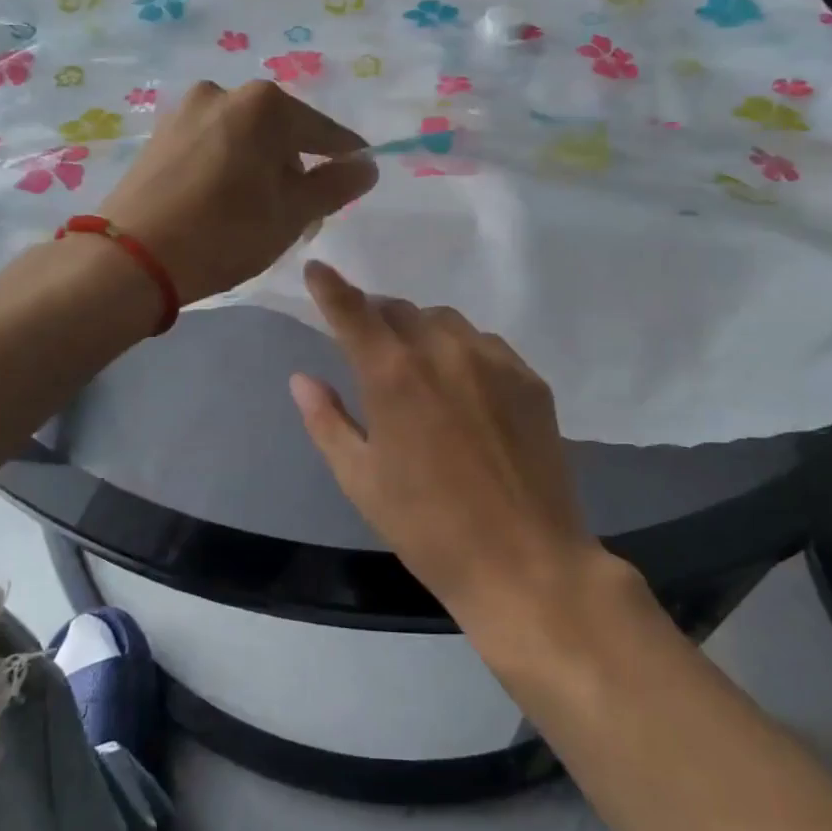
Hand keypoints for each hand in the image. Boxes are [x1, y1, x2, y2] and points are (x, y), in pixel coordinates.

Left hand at [98, 81, 377, 303]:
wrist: (131, 257)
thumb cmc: (224, 233)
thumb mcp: (291, 214)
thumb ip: (335, 186)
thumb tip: (367, 165)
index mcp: (263, 105)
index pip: (323, 131)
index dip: (345, 156)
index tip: (359, 174)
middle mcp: (224, 92)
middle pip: (280, 132)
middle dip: (295, 167)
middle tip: (299, 211)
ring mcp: (187, 111)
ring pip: (244, 138)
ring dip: (261, 167)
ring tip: (258, 211)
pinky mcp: (161, 134)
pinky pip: (213, 145)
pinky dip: (229, 167)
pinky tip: (224, 201)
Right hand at [288, 261, 614, 629]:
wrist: (525, 562)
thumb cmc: (428, 528)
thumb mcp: (361, 480)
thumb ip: (327, 421)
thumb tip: (302, 378)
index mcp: (393, 375)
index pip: (353, 312)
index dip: (330, 287)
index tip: (317, 268)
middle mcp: (443, 351)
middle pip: (400, 310)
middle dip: (377, 318)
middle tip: (371, 348)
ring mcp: (493, 361)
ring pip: (445, 321)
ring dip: (421, 332)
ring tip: (420, 369)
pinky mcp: (529, 378)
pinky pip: (485, 344)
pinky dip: (463, 351)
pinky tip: (465, 389)